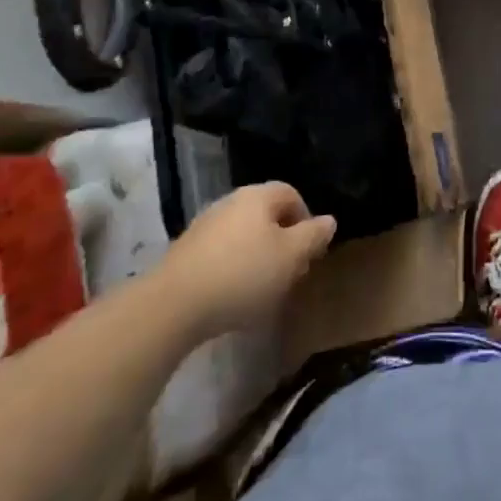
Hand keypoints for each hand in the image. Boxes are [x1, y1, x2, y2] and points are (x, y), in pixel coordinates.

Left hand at [161, 182, 336, 335]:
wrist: (172, 306)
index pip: (292, 194)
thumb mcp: (291, 257)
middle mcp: (230, 202)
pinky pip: (221, 253)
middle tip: (290, 273)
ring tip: (262, 289)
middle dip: (282, 240)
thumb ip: (313, 236)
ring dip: (257, 256)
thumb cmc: (243, 275)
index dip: (307, 221)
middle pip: (266, 215)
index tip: (310, 252)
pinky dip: (233, 268)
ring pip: (243, 235)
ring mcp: (204, 226)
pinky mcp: (185, 252)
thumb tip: (328, 220)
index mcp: (258, 196)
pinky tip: (233, 296)